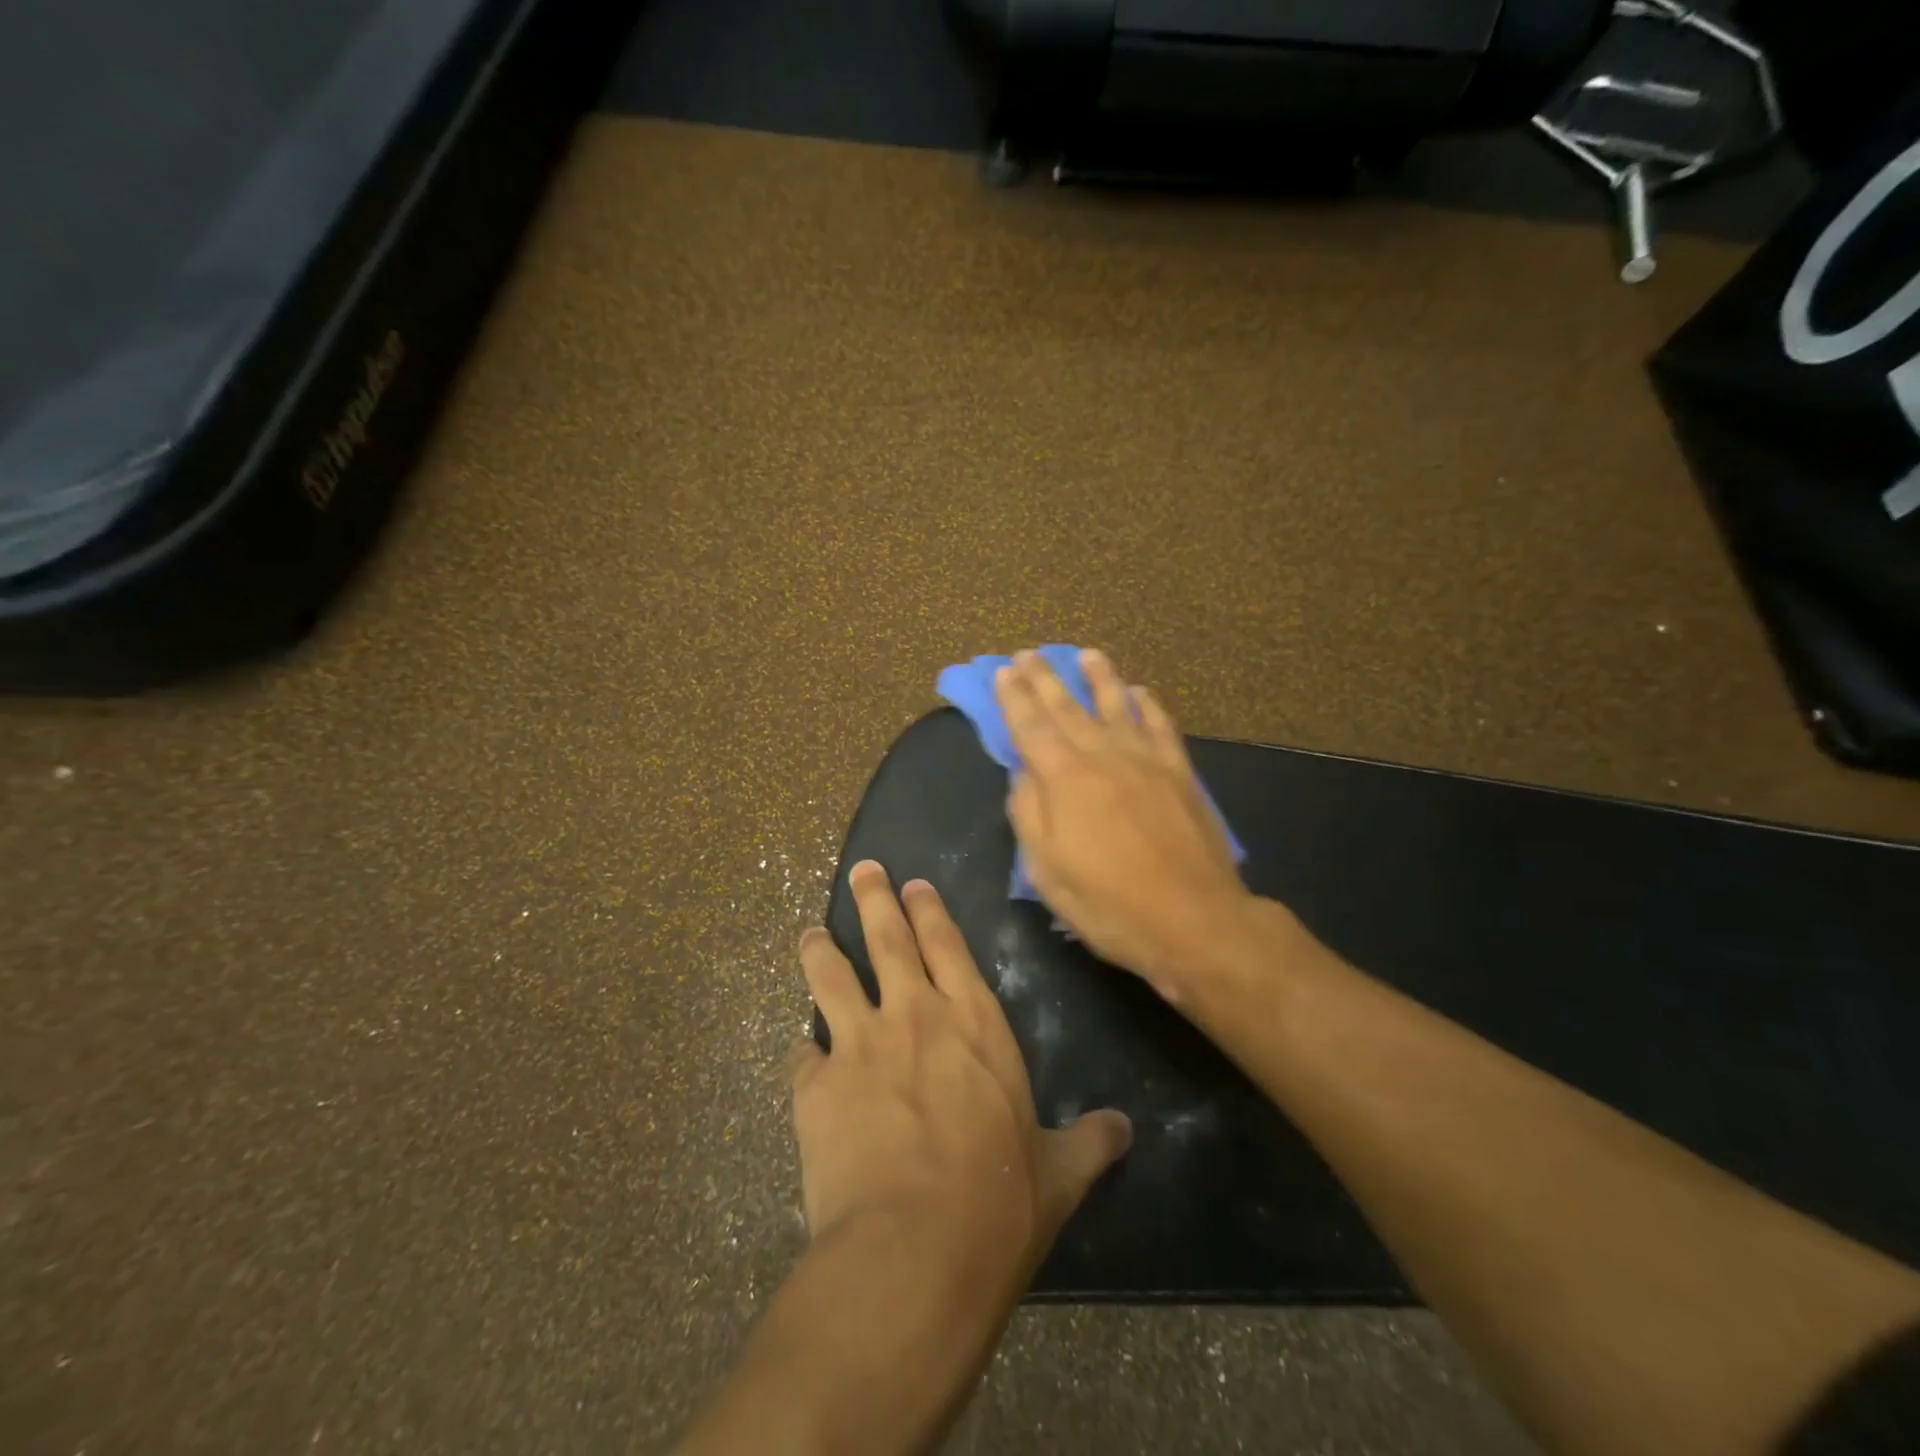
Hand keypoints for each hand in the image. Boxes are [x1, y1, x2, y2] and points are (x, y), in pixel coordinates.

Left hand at [790, 862, 1131, 1275]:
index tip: (913, 885)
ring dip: (820, 950)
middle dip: (875, 899)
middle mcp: (915, 1016)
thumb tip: (1125, 1129)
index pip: (949, 946)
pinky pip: (803, 1057)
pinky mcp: (817, 1085)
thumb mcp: (1058, 1174)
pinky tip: (800, 1056)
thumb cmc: (999, 1203)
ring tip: (811, 933)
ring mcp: (861, 1044)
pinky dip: (803, 1054)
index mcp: (974, 1023)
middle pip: (889, 939)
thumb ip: (1090, 1142)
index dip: (929, 911)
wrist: (916, 1249)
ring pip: (832, 977)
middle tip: (863, 870)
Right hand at [995, 649, 1276, 1002]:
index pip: (1030, 726)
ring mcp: (1146, 759)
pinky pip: (1160, 726)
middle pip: (1068, 706)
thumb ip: (1029, 813)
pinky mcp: (1179, 772)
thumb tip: (1023, 774)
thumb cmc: (1108, 902)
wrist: (1193, 918)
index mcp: (1064, 778)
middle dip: (1045, 678)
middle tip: (1029, 653)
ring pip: (1117, 704)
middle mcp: (1103, 755)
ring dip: (1099, 677)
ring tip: (1087, 655)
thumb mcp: (1046, 870)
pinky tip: (1140, 693)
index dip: (1014, 697)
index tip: (1003, 671)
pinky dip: (1148, 705)